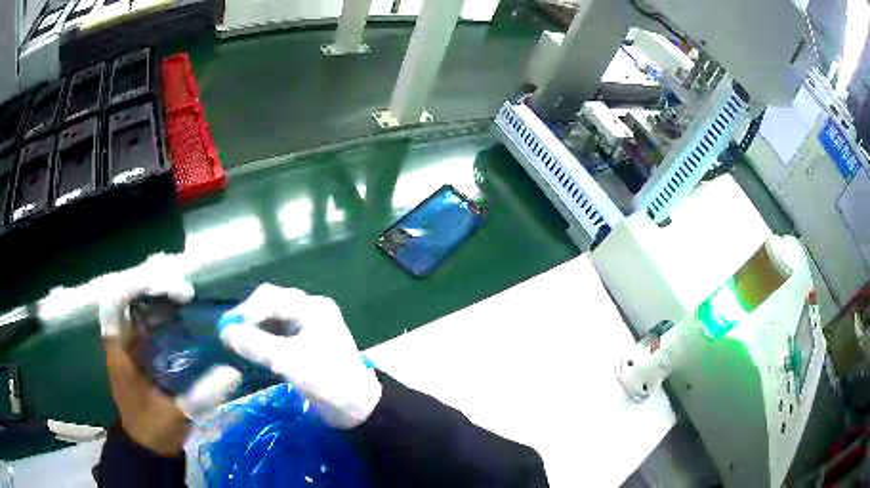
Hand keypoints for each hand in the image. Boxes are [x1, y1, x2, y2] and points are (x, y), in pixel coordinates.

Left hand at [99, 255, 241, 455]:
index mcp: (119, 351)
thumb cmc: (153, 429)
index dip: (137, 287)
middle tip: (185, 292)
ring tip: (187, 295)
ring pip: (139, 302)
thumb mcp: (175, 414)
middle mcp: (122, 338)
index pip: (115, 302)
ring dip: (160, 293)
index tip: (168, 293)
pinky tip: (184, 311)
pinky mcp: (142, 346)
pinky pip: (149, 316)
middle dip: (154, 285)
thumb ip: (202, 395)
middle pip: (129, 294)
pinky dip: (164, 309)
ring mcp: (131, 340)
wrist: (146, 444)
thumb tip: (234, 372)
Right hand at [218, 283, 381, 428]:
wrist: (357, 408)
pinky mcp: (307, 345)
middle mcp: (311, 311)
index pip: (270, 298)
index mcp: (312, 308)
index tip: (225, 330)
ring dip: (254, 330)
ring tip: (236, 344)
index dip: (245, 312)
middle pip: (271, 305)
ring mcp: (310, 328)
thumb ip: (255, 345)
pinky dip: (263, 341)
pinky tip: (251, 351)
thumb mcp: (288, 361)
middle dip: (249, 318)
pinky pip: (279, 335)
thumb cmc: (326, 380)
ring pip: (273, 320)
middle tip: (228, 336)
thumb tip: (225, 333)